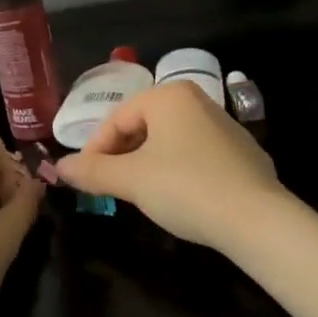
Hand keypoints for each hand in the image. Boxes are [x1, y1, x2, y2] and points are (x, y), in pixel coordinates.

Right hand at [54, 81, 287, 251]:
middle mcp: (197, 100)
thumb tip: (60, 167)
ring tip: (139, 193)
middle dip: (122, 155)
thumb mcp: (132, 180)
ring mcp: (224, 125)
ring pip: (169, 140)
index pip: (118, 118)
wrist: (257, 220)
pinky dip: (177, 170)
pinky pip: (195, 154)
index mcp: (169, 96)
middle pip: (143, 125)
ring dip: (147, 163)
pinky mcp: (242, 151)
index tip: (86, 178)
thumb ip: (93, 171)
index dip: (95, 149)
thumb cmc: (186, 187)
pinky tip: (178, 197)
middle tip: (109, 186)